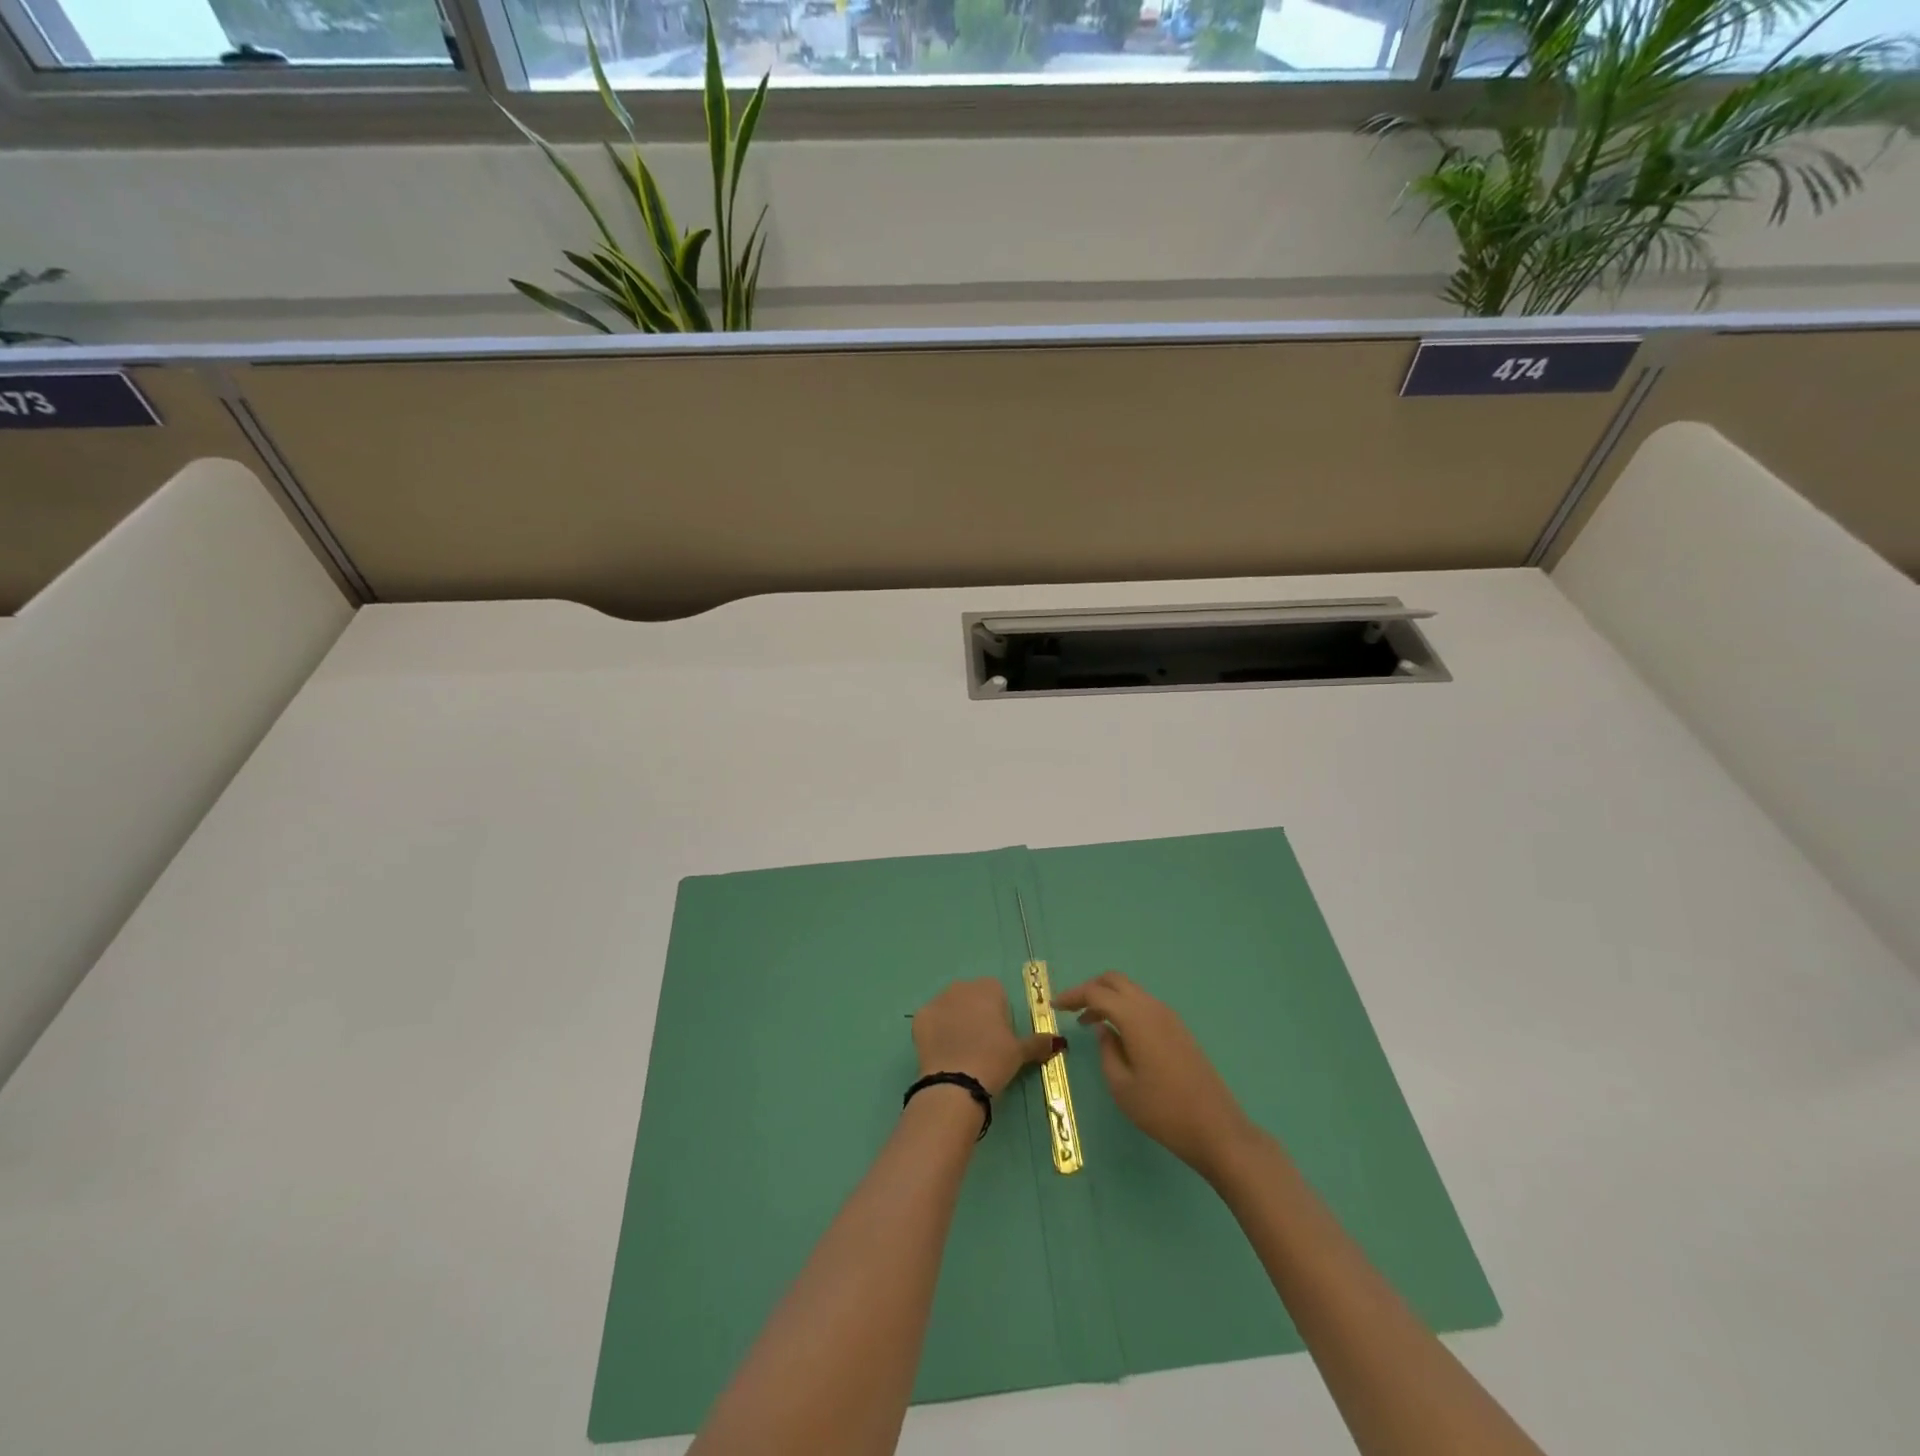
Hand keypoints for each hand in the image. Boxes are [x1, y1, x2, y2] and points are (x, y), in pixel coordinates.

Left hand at [912, 978, 1063, 1096]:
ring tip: (961, 1052)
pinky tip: (943, 1053)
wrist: (956, 1082)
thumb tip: (1059, 1042)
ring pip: (950, 1008)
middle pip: (971, 997)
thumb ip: (1039, 1042)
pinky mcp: (919, 1018)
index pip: (996, 994)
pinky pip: (931, 1021)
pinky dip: (936, 1033)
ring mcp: (937, 1000)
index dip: (999, 1015)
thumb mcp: (1020, 1052)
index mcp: (988, 988)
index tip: (999, 1037)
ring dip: (955, 1022)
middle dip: (975, 1015)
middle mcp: (961, 987)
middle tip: (981, 1045)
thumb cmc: (994, 1060)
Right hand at [1054, 971, 1255, 1180]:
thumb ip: (1107, 1051)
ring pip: (1132, 992)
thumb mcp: (1122, 1086)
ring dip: (1108, 999)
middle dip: (1090, 989)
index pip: (1097, 993)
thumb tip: (1103, 1030)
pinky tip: (1117, 1033)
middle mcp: (1153, 1008)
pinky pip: (1144, 1006)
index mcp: (1136, 1018)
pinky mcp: (1179, 1030)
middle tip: (1072, 1009)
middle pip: (1115, 981)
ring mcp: (1170, 1018)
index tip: (1054, 1007)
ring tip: (1090, 1023)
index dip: (1072, 996)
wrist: (1217, 1130)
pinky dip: (1125, 1009)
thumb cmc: (1163, 1111)